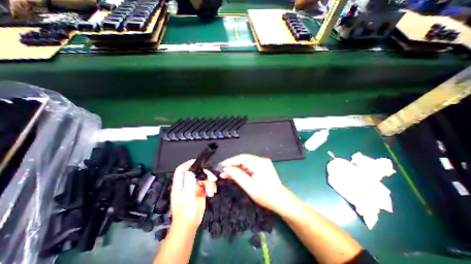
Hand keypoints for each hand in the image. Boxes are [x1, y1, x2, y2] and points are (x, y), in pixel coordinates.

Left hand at [171, 159, 216, 230]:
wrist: (189, 226)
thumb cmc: (185, 215)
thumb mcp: (187, 201)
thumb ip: (188, 186)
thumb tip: (190, 172)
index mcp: (180, 185)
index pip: (181, 170)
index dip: (188, 164)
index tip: (198, 162)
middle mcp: (187, 183)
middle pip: (196, 172)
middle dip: (205, 174)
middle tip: (213, 178)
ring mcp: (194, 186)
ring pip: (204, 177)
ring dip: (210, 182)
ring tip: (211, 192)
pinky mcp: (201, 190)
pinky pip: (208, 183)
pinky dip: (211, 186)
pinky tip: (212, 193)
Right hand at [220, 155, 286, 214]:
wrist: (280, 200)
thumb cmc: (266, 196)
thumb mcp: (249, 187)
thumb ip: (237, 176)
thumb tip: (226, 168)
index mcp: (260, 164)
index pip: (242, 158)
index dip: (230, 161)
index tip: (221, 165)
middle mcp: (262, 160)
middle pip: (243, 158)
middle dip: (232, 164)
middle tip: (222, 170)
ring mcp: (263, 162)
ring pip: (245, 161)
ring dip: (236, 167)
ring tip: (226, 173)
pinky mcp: (262, 165)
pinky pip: (249, 165)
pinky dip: (242, 169)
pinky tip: (235, 173)